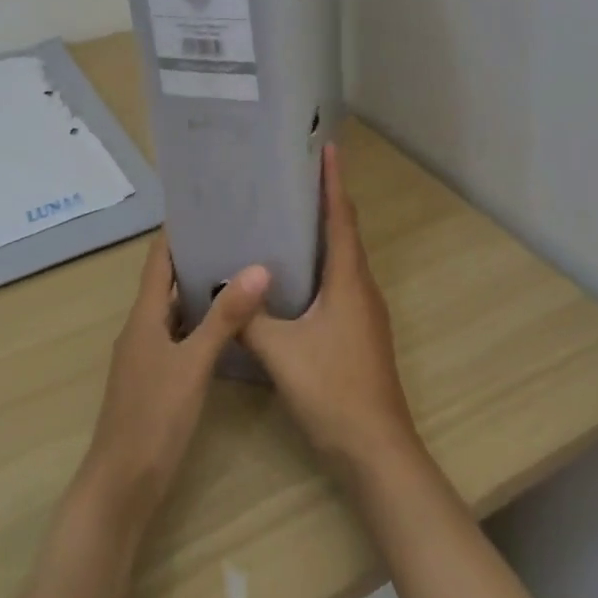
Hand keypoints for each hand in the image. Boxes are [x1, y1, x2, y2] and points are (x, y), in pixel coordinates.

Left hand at [75, 232, 269, 533]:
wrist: (121, 487)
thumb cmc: (153, 418)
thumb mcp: (193, 364)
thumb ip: (225, 318)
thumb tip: (258, 267)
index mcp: (144, 317)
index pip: (159, 260)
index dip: (178, 232)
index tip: (207, 205)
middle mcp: (142, 329)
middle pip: (168, 282)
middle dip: (198, 257)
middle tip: (238, 236)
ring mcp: (147, 356)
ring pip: (175, 311)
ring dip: (201, 291)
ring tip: (241, 271)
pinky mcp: (156, 379)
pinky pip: (180, 336)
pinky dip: (201, 323)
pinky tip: (230, 327)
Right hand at [242, 145, 421, 480]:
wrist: (375, 449)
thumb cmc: (332, 390)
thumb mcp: (281, 352)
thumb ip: (250, 317)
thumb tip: (222, 287)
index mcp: (349, 280)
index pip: (341, 217)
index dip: (334, 182)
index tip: (327, 148)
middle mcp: (362, 287)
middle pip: (345, 233)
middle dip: (325, 202)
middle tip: (293, 178)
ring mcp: (365, 311)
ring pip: (343, 260)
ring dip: (323, 235)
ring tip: (288, 218)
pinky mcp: (360, 332)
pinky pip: (340, 283)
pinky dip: (321, 266)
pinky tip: (294, 277)